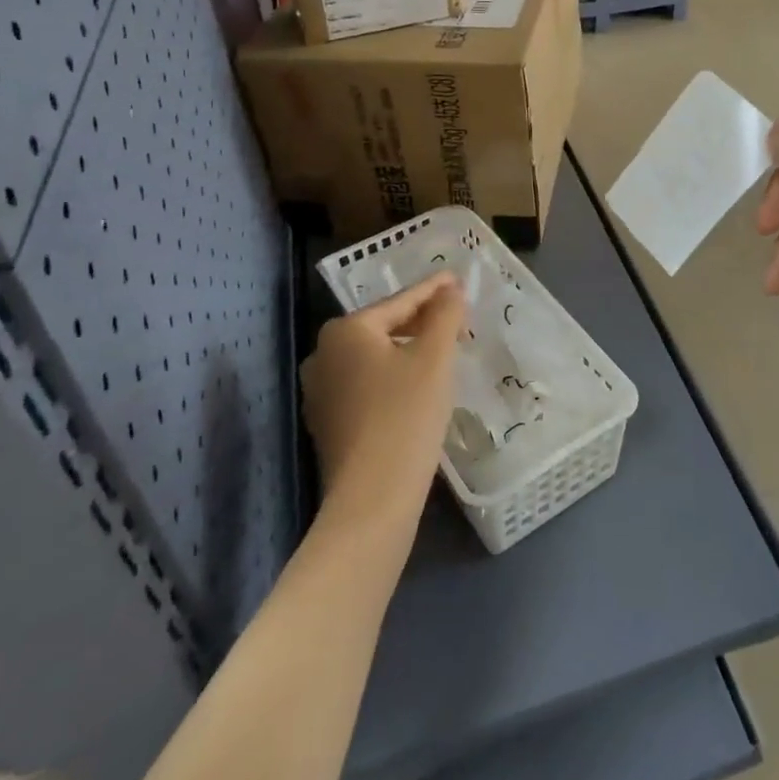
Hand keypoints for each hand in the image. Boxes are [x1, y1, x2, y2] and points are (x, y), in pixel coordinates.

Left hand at [302, 273, 464, 520]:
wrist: (372, 499)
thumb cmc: (406, 416)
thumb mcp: (434, 358)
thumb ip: (444, 314)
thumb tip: (449, 289)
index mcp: (345, 331)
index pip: (399, 302)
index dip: (433, 290)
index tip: (458, 280)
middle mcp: (323, 354)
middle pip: (384, 327)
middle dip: (421, 321)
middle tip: (456, 317)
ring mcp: (321, 391)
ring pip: (375, 357)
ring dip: (408, 349)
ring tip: (442, 350)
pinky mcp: (328, 423)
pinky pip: (367, 384)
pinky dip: (393, 377)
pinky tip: (417, 387)